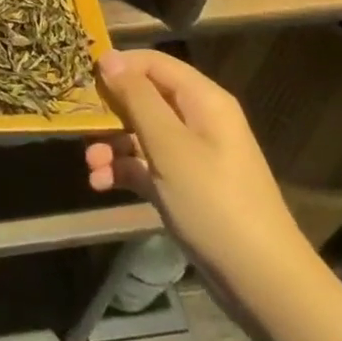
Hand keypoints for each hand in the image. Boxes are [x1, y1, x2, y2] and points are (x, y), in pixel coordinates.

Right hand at [86, 48, 315, 304]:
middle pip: (144, 98)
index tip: (82, 79)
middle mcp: (197, 120)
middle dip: (110, 112)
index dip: (118, 66)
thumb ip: (137, 98)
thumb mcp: (169, 146)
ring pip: (141, 133)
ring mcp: (191, 155)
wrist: (262, 283)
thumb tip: (108, 57)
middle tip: (79, 125)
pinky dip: (124, 170)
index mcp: (202, 100)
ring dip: (112, 145)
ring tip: (90, 165)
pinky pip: (147, 165)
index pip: (153, 63)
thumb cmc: (214, 202)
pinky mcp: (184, 186)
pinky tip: (101, 184)